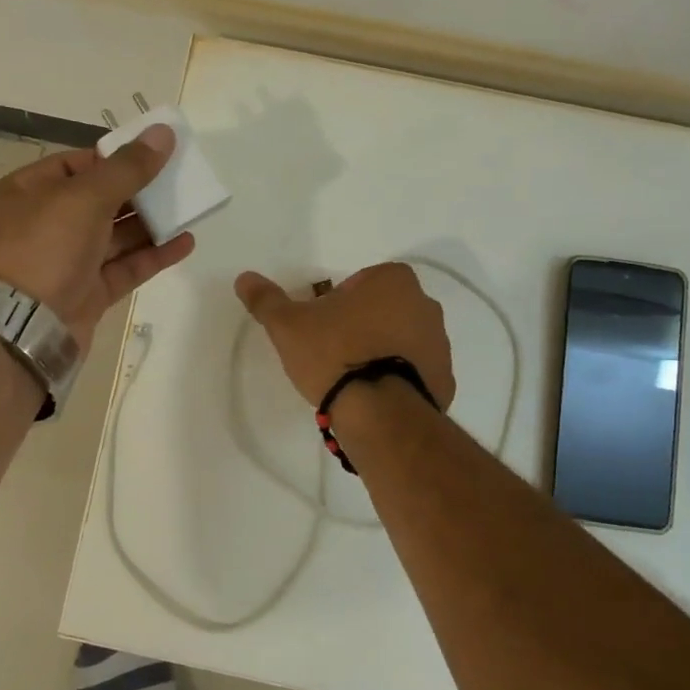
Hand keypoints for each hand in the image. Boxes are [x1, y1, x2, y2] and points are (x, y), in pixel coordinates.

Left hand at [0, 126, 193, 348]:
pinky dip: (152, 255)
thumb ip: (127, 168)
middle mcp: (42, 226)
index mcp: (25, 193)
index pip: (74, 165)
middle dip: (138, 191)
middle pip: (98, 200)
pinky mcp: (85, 295)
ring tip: (190, 208)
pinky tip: (185, 243)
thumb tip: (163, 133)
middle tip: (178, 179)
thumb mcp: (84, 197)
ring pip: (114, 236)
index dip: (113, 158)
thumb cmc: (42, 247)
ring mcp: (64, 263)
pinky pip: (123, 268)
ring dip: (150, 223)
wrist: (19, 328)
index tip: (152, 154)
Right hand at [234, 262, 454, 408]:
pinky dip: (398, 379)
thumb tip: (244, 278)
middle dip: (361, 326)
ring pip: (401, 339)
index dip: (335, 304)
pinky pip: (416, 371)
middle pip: (382, 309)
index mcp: (393, 280)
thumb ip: (267, 300)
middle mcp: (425, 304)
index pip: (358, 284)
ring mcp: (440, 343)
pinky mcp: (445, 379)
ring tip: (353, 380)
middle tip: (333, 353)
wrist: (378, 411)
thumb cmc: (334, 353)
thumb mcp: (289, 325)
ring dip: (381, 351)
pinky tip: (374, 397)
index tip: (322, 328)